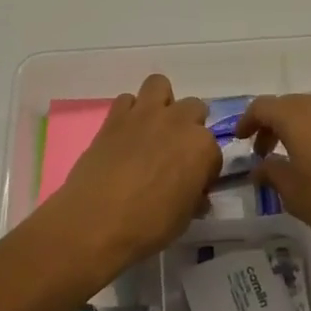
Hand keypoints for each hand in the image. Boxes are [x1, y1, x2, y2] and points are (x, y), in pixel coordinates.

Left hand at [44, 75, 220, 281]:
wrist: (96, 221)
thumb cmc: (148, 225)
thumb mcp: (184, 219)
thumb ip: (194, 197)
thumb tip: (195, 195)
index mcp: (202, 147)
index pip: (213, 151)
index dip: (204, 168)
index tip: (193, 183)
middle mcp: (178, 121)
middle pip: (194, 108)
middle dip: (188, 127)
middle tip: (174, 153)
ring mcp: (145, 114)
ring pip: (159, 85)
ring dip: (160, 103)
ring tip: (152, 129)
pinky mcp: (115, 116)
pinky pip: (126, 100)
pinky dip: (128, 112)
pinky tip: (124, 135)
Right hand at [239, 92, 310, 267]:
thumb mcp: (295, 195)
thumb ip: (273, 173)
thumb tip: (262, 166)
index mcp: (299, 116)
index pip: (263, 107)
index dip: (247, 121)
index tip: (241, 139)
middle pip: (292, 106)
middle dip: (276, 126)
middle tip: (268, 153)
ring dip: (307, 129)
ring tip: (304, 158)